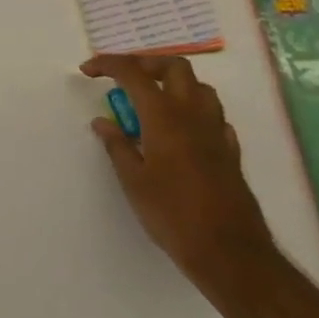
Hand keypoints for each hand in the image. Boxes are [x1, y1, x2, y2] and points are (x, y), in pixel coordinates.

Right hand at [82, 55, 276, 300]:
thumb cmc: (173, 215)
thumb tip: (103, 122)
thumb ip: (117, 146)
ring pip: (199, 88)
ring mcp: (216, 132)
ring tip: (153, 103)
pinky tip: (182, 131)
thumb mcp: (133, 181)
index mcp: (164, 115)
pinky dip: (195, 112)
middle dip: (147, 64)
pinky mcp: (230, 152)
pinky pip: (214, 116)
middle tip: (125, 80)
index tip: (88, 71)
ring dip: (174, 84)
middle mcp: (192, 114)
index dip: (107, 64)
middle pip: (174, 66)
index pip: (132, 72)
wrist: (230, 253)